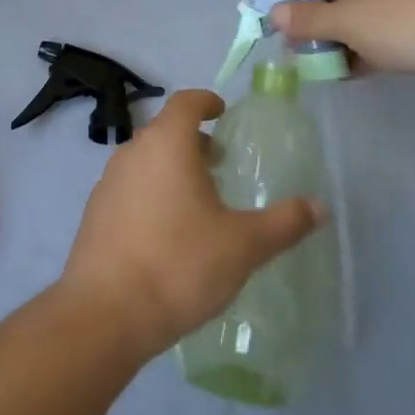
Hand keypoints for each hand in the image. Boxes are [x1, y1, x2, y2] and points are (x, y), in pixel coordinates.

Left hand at [59, 90, 323, 360]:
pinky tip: (167, 231)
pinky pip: (129, 188)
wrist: (106, 313)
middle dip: (192, 140)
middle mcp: (132, 153)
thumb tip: (320, 207)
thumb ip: (283, 223)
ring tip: (197, 200)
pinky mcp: (95, 214)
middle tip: (218, 162)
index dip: (205, 101)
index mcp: (166, 144)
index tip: (221, 111)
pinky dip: (151, 193)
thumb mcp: (243, 245)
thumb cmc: (179, 264)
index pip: (184, 102)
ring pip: (145, 160)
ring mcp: (108, 183)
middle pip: (164, 131)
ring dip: (171, 168)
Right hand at [269, 0, 414, 100]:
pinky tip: (354, 73)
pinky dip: (371, 53)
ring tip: (326, 63)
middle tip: (308, 43)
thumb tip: (274, 16)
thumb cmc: (401, 21)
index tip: (303, 13)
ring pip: (373, 18)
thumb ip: (308, 19)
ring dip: (347, 39)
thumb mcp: (345, 19)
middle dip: (329, 19)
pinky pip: (392, 39)